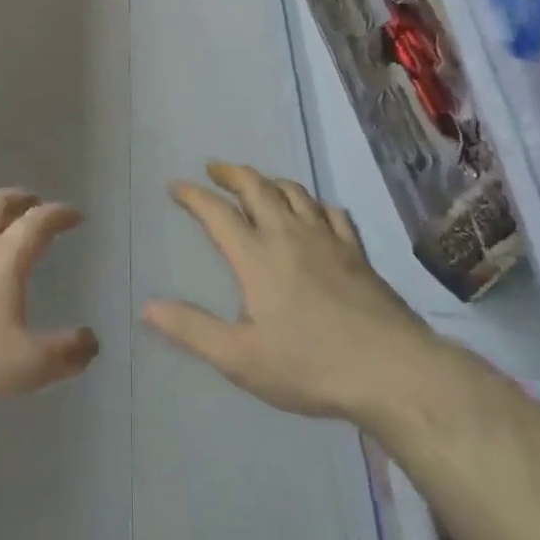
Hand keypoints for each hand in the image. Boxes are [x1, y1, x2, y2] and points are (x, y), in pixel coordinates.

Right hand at [142, 163, 429, 422]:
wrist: (391, 370)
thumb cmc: (310, 365)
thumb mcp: (241, 358)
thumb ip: (192, 330)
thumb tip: (147, 306)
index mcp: (256, 256)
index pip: (217, 213)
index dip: (193, 195)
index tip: (176, 186)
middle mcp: (288, 235)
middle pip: (256, 187)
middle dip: (232, 173)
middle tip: (214, 169)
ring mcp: (327, 239)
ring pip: (294, 192)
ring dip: (269, 181)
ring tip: (257, 184)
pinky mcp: (356, 252)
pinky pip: (331, 212)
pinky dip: (313, 202)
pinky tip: (313, 210)